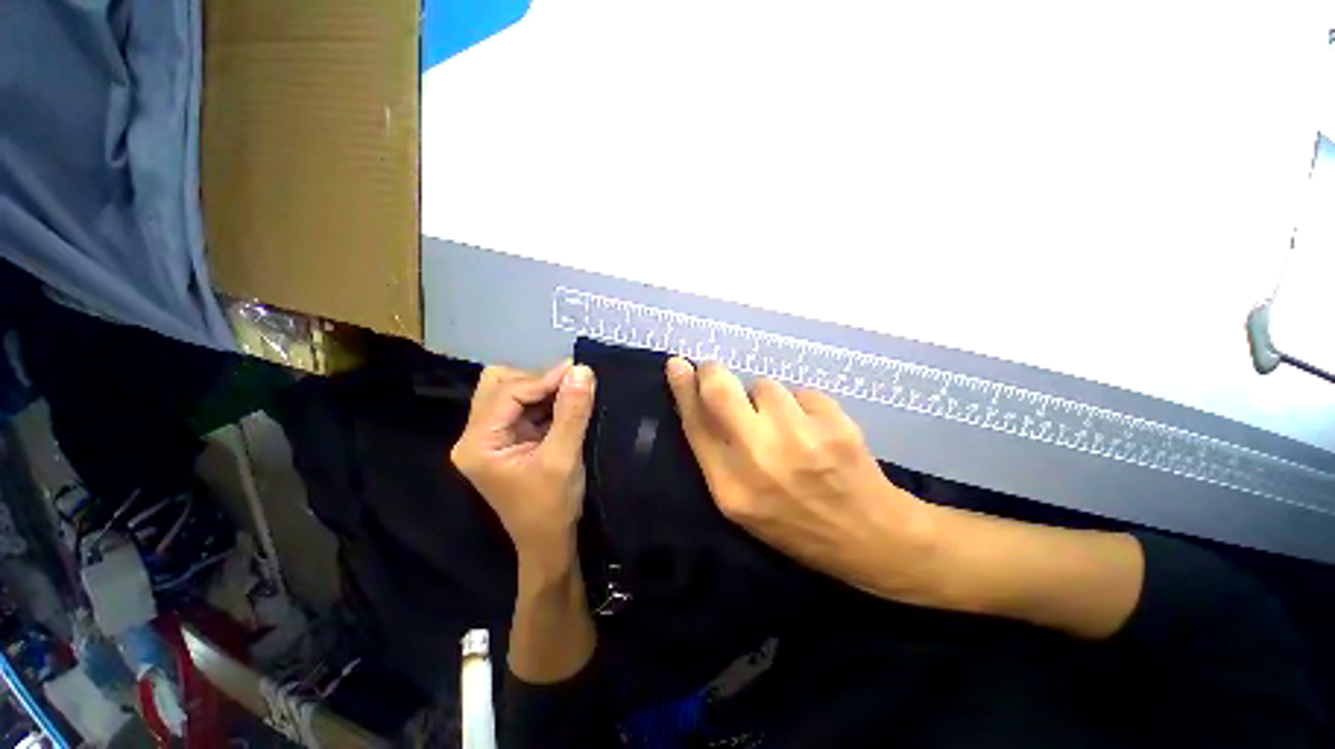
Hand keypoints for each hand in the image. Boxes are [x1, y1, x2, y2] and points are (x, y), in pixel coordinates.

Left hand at [451, 361, 595, 563]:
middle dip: (537, 381)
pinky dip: (545, 401)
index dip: (543, 379)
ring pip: (511, 392)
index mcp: (478, 443)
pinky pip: (523, 407)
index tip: (578, 372)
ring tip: (572, 394)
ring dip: (542, 390)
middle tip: (571, 386)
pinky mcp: (508, 439)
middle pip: (499, 385)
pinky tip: (566, 405)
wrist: (549, 542)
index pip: (507, 393)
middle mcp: (476, 435)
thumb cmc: (552, 506)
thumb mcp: (564, 458)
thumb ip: (572, 412)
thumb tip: (582, 370)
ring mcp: (491, 437)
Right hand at [665, 357, 933, 599]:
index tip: (677, 365)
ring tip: (787, 425)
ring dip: (768, 398)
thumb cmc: (794, 522)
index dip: (683, 390)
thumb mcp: (742, 504)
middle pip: (721, 391)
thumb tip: (698, 401)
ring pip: (765, 386)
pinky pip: (802, 393)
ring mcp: (799, 438)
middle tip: (715, 371)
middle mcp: (759, 458)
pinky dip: (803, 405)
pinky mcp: (834, 424)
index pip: (696, 424)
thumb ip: (717, 454)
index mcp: (731, 487)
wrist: (869, 536)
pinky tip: (816, 431)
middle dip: (713, 373)